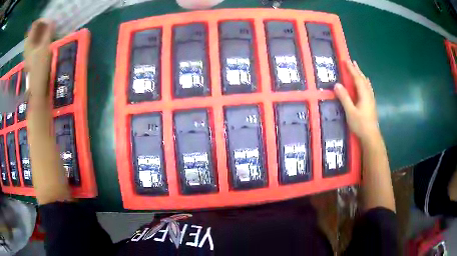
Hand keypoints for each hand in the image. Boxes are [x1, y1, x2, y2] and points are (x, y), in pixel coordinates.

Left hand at [24, 19, 54, 99]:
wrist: (38, 88)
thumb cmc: (40, 68)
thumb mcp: (45, 47)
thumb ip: (48, 32)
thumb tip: (52, 21)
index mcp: (28, 43)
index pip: (35, 24)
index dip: (43, 20)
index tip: (51, 21)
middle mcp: (28, 46)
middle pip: (35, 30)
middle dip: (44, 26)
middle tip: (52, 26)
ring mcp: (29, 52)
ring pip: (36, 36)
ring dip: (44, 32)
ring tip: (51, 32)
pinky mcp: (33, 57)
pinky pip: (37, 43)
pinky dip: (42, 39)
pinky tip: (48, 40)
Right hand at [334, 61, 380, 142]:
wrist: (371, 136)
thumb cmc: (360, 124)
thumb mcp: (350, 112)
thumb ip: (344, 98)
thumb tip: (337, 84)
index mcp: (364, 94)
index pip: (357, 78)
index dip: (351, 69)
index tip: (346, 61)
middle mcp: (368, 94)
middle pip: (363, 79)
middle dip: (357, 70)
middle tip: (352, 62)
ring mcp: (371, 99)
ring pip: (366, 84)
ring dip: (361, 75)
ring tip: (358, 70)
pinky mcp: (371, 104)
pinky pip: (368, 88)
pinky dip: (365, 83)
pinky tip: (366, 84)